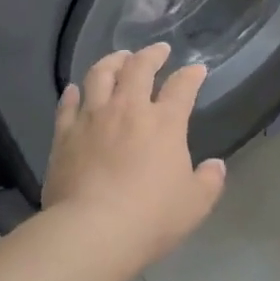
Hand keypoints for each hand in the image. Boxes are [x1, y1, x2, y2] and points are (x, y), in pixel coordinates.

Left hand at [43, 43, 226, 267]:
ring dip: (112, 61)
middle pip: (138, 68)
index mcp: (164, 123)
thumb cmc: (151, 217)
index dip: (191, 75)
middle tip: (157, 50)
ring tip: (118, 58)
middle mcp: (128, 109)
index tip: (196, 69)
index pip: (181, 87)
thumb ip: (209, 181)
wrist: (92, 230)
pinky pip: (68, 104)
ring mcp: (92, 118)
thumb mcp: (195, 204)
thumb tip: (215, 165)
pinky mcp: (64, 135)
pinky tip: (76, 90)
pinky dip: (74, 93)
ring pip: (100, 75)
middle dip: (151, 54)